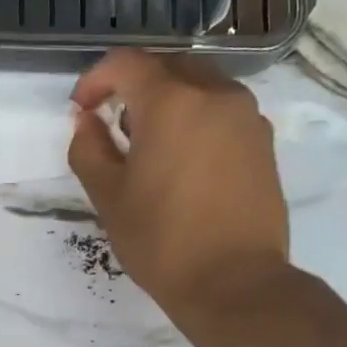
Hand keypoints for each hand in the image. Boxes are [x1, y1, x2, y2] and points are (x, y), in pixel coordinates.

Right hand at [67, 49, 290, 321]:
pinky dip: (197, 121)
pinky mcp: (264, 143)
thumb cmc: (162, 241)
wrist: (235, 283)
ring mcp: (247, 117)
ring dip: (168, 103)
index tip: (82, 109)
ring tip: (150, 148)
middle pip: (167, 68)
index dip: (96, 79)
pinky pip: (223, 113)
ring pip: (200, 87)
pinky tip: (184, 163)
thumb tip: (87, 121)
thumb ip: (89, 149)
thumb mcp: (109, 197)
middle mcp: (216, 95)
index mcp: (172, 102)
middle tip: (114, 127)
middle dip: (134, 87)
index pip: (127, 63)